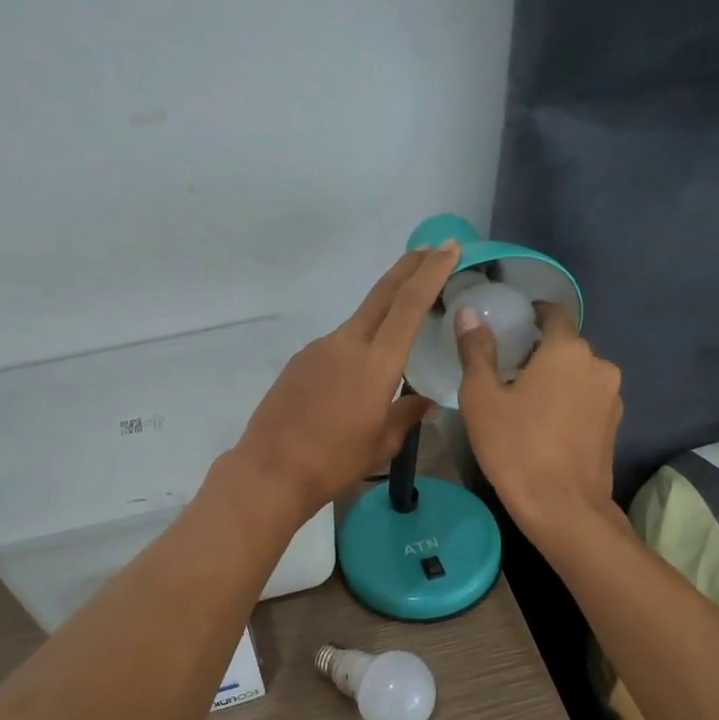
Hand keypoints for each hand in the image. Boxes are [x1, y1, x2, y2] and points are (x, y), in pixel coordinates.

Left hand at [231, 243, 461, 520]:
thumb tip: (425, 402)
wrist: (270, 471)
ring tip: (401, 329)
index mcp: (376, 363)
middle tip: (432, 250)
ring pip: (359, 321)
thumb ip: (406, 415)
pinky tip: (357, 375)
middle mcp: (346, 344)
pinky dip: (357, 345)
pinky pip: (338, 345)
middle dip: (409, 268)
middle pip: (382, 294)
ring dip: (383, 314)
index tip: (448, 248)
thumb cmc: (334, 462)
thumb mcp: (381, 444)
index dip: (431, 273)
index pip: (409, 305)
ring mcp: (319, 349)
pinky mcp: (300, 361)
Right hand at [456, 302, 623, 545]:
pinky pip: (587, 399)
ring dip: (555, 379)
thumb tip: (469, 313)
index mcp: (567, 350)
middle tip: (505, 371)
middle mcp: (598, 365)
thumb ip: (476, 351)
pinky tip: (544, 425)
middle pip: (566, 346)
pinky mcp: (614, 425)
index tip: (511, 326)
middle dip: (539, 352)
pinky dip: (567, 401)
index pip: (554, 313)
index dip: (533, 314)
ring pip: (578, 374)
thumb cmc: (516, 447)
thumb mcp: (482, 398)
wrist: (563, 508)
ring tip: (524, 402)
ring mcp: (612, 397)